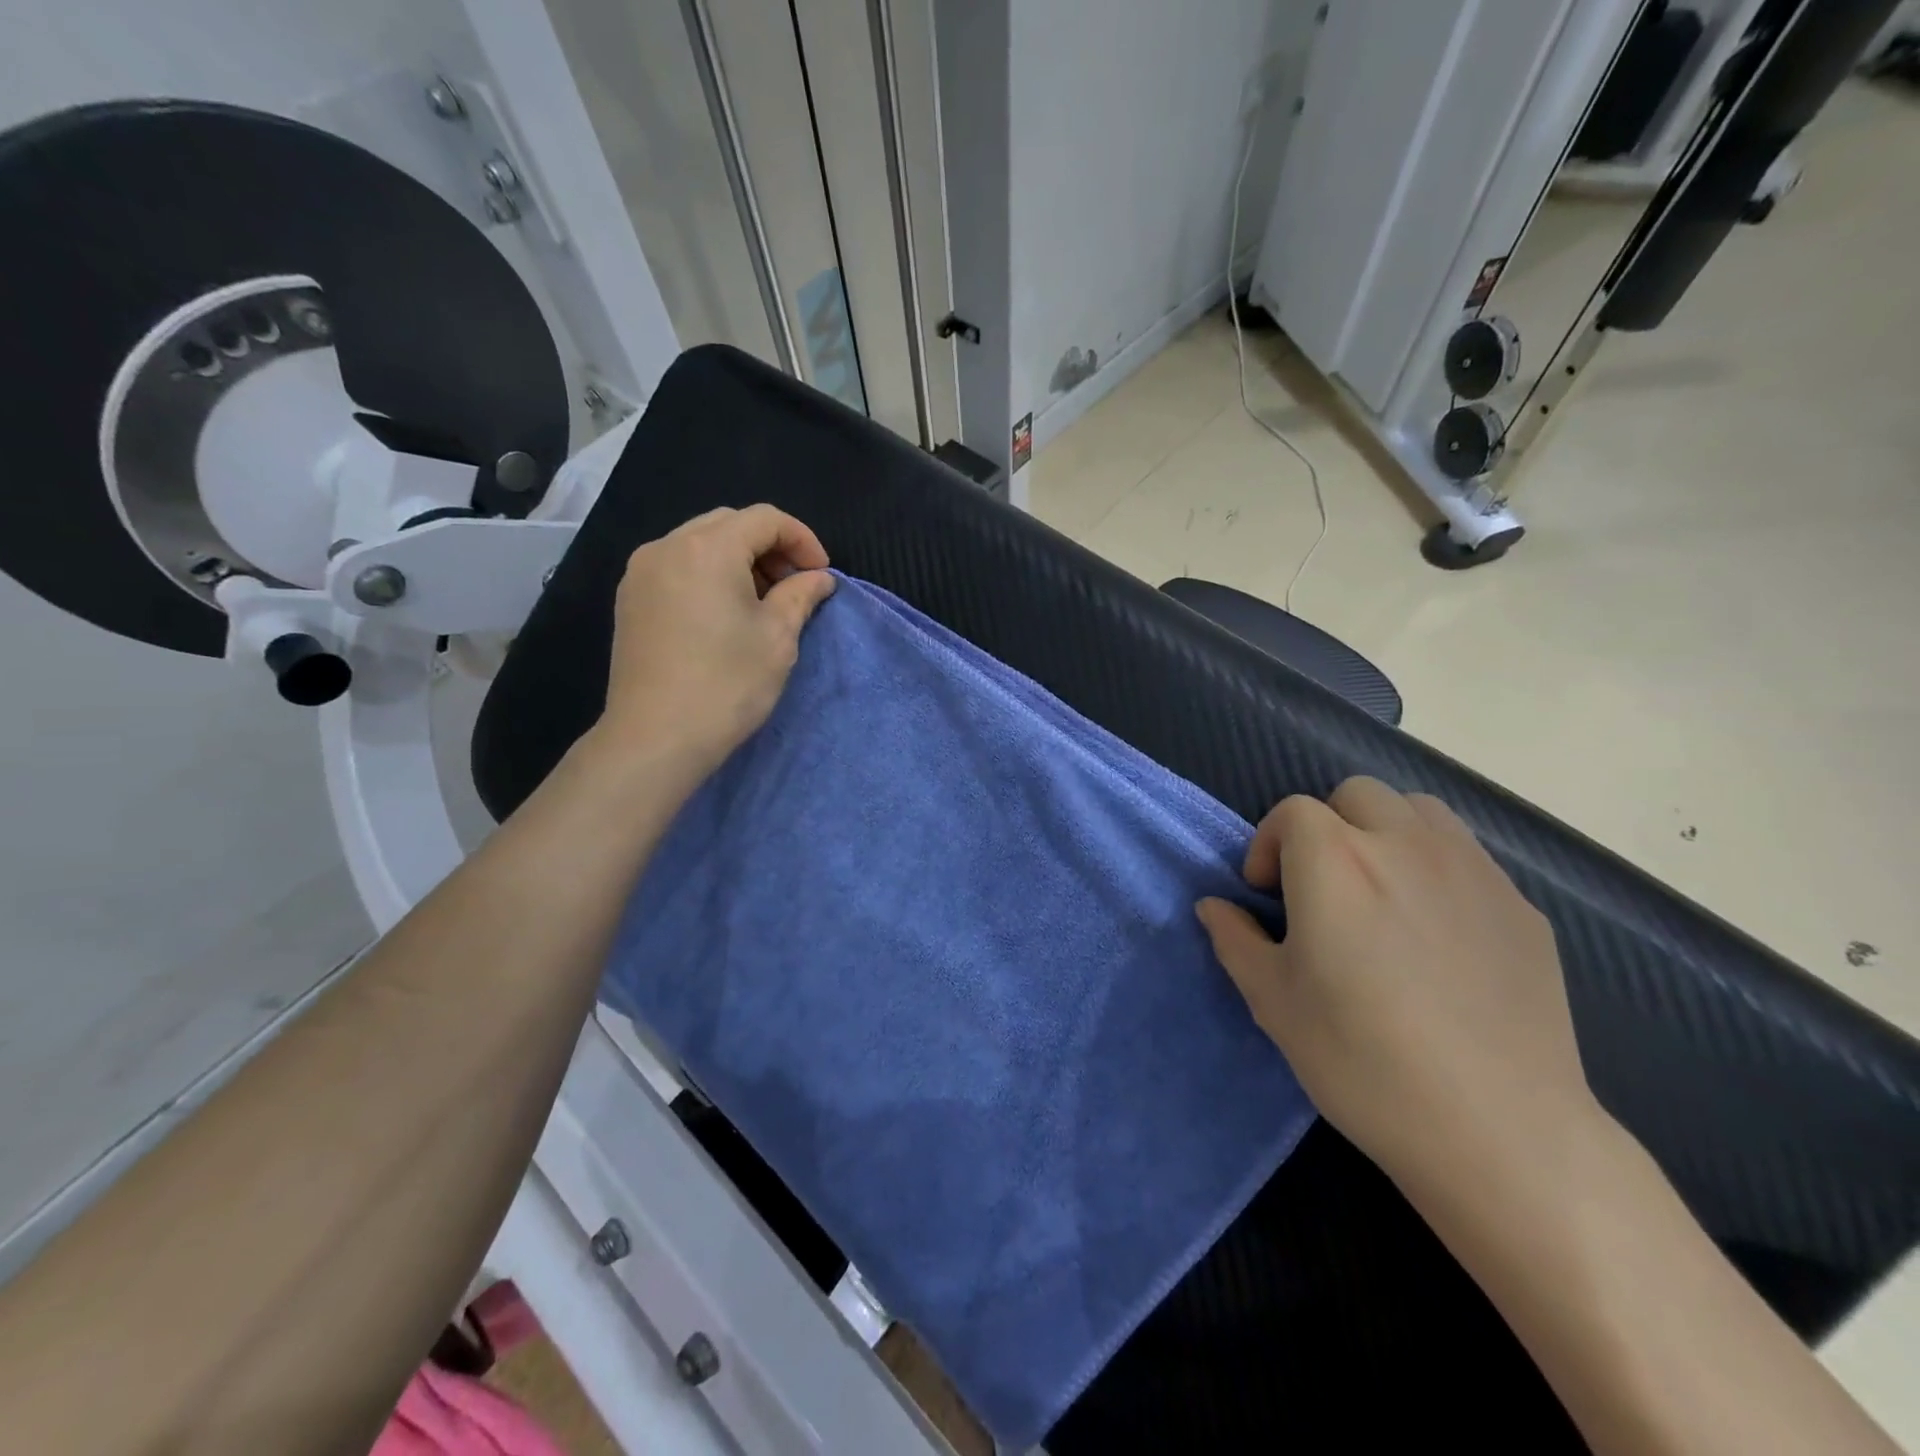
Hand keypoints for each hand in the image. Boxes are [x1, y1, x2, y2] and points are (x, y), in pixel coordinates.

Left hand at [595, 505, 835, 780]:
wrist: (656, 737)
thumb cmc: (726, 684)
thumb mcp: (777, 638)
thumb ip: (801, 596)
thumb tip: (819, 578)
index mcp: (708, 548)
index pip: (765, 519)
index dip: (802, 540)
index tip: (821, 576)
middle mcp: (667, 546)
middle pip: (730, 524)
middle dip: (770, 547)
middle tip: (794, 586)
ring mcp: (641, 572)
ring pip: (700, 543)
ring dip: (739, 560)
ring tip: (762, 602)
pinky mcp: (630, 599)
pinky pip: (678, 566)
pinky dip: (709, 575)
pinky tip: (725, 612)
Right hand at [1196, 777, 1597, 1194]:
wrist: (1498, 1131)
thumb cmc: (1362, 1061)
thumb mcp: (1273, 1002)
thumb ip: (1235, 939)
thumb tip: (1214, 906)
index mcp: (1335, 861)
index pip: (1292, 812)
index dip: (1269, 846)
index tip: (1268, 897)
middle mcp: (1404, 845)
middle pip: (1356, 795)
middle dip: (1327, 826)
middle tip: (1322, 888)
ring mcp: (1472, 871)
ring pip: (1418, 810)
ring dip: (1385, 832)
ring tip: (1380, 892)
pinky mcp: (1520, 906)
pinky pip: (1467, 856)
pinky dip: (1437, 868)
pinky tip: (1438, 933)